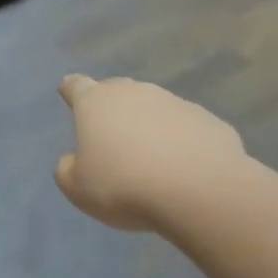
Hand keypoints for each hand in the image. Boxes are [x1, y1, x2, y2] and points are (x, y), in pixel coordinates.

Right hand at [54, 74, 247, 231]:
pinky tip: (181, 168)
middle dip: (111, 108)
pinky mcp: (209, 121)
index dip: (71, 90)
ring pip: (154, 109)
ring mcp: (176, 104)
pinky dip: (180, 142)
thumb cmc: (124, 186)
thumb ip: (67, 170)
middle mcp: (136, 93)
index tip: (68, 92)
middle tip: (109, 134)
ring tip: (148, 159)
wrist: (199, 191)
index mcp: (96, 103)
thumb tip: (74, 160)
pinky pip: (186, 129)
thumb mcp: (77, 189)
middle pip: (118, 91)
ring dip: (148, 126)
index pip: (76, 86)